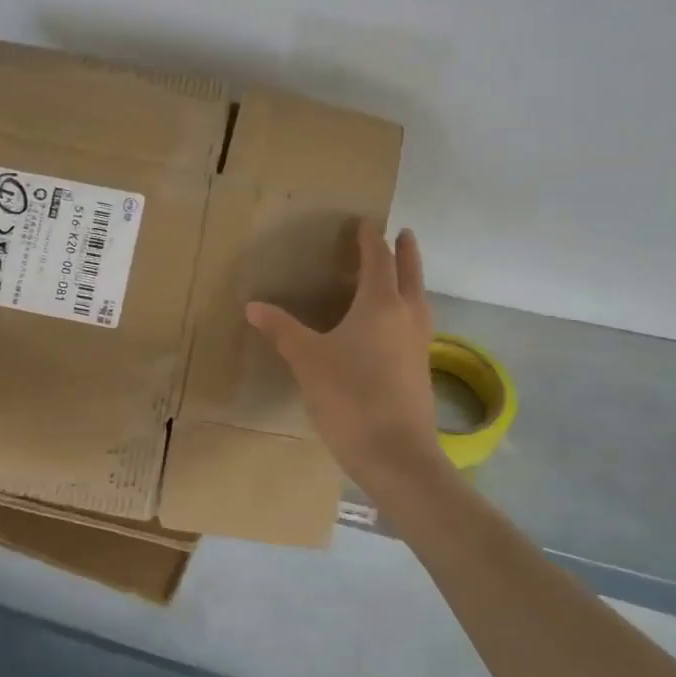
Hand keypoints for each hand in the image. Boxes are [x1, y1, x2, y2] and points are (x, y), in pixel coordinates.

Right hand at [246, 221, 448, 493]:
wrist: (396, 454)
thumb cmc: (349, 397)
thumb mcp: (307, 361)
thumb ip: (282, 330)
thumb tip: (253, 306)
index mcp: (381, 304)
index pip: (378, 260)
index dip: (371, 239)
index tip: (366, 223)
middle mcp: (407, 316)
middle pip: (410, 274)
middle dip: (406, 252)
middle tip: (404, 234)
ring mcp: (420, 344)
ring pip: (420, 300)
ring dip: (412, 281)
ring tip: (403, 275)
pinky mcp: (422, 369)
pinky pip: (417, 325)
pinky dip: (409, 310)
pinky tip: (395, 328)